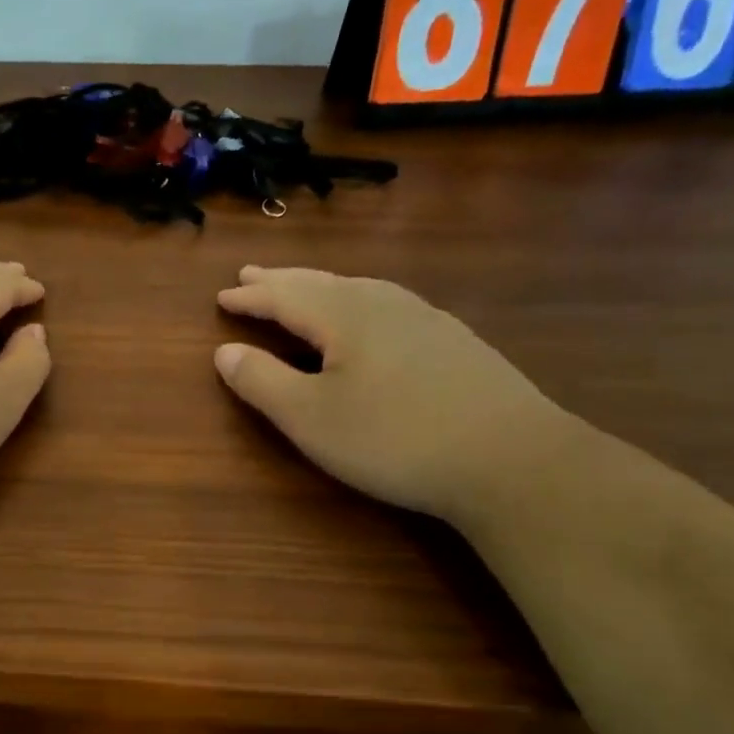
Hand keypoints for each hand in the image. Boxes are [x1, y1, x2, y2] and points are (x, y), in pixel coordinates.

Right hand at [214, 266, 571, 524]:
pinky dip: (358, 300)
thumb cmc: (394, 439)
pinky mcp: (454, 341)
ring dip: (321, 285)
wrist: (510, 458)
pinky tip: (370, 316)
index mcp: (344, 316)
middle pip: (322, 283)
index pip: (285, 297)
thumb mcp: (310, 419)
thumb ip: (262, 382)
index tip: (223, 295)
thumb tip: (224, 352)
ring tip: (303, 287)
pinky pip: (389, 303)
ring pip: (360, 288)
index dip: (251, 298)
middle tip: (251, 274)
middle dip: (282, 280)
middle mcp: (384, 304)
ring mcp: (426, 319)